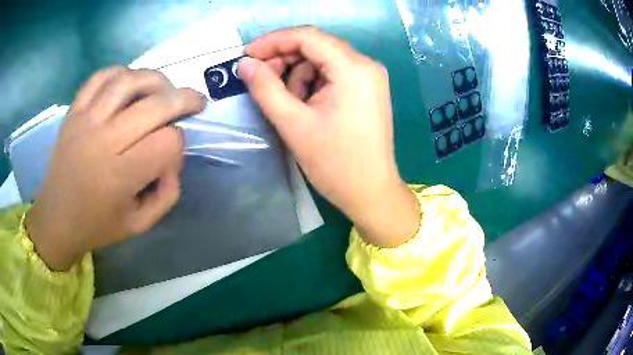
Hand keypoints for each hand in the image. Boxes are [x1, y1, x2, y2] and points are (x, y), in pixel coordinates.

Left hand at [27, 67, 205, 270]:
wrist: (56, 218)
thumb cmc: (97, 225)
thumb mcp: (139, 225)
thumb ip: (166, 195)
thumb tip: (173, 160)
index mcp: (119, 176)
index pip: (167, 143)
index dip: (179, 145)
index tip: (171, 156)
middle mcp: (103, 141)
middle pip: (155, 104)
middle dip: (184, 99)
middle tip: (195, 102)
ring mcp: (85, 121)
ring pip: (129, 80)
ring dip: (156, 80)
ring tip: (164, 89)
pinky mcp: (74, 111)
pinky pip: (100, 77)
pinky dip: (121, 73)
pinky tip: (130, 83)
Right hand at [238, 27, 419, 246]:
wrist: (371, 193)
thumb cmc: (335, 163)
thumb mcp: (293, 124)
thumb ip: (265, 88)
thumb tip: (245, 64)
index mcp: (354, 68)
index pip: (307, 36)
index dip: (273, 41)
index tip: (247, 56)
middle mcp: (366, 65)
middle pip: (316, 46)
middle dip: (284, 60)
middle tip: (260, 80)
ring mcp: (369, 78)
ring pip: (322, 61)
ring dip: (297, 75)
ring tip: (288, 104)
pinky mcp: (367, 90)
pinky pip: (332, 75)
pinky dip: (312, 84)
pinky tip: (304, 106)